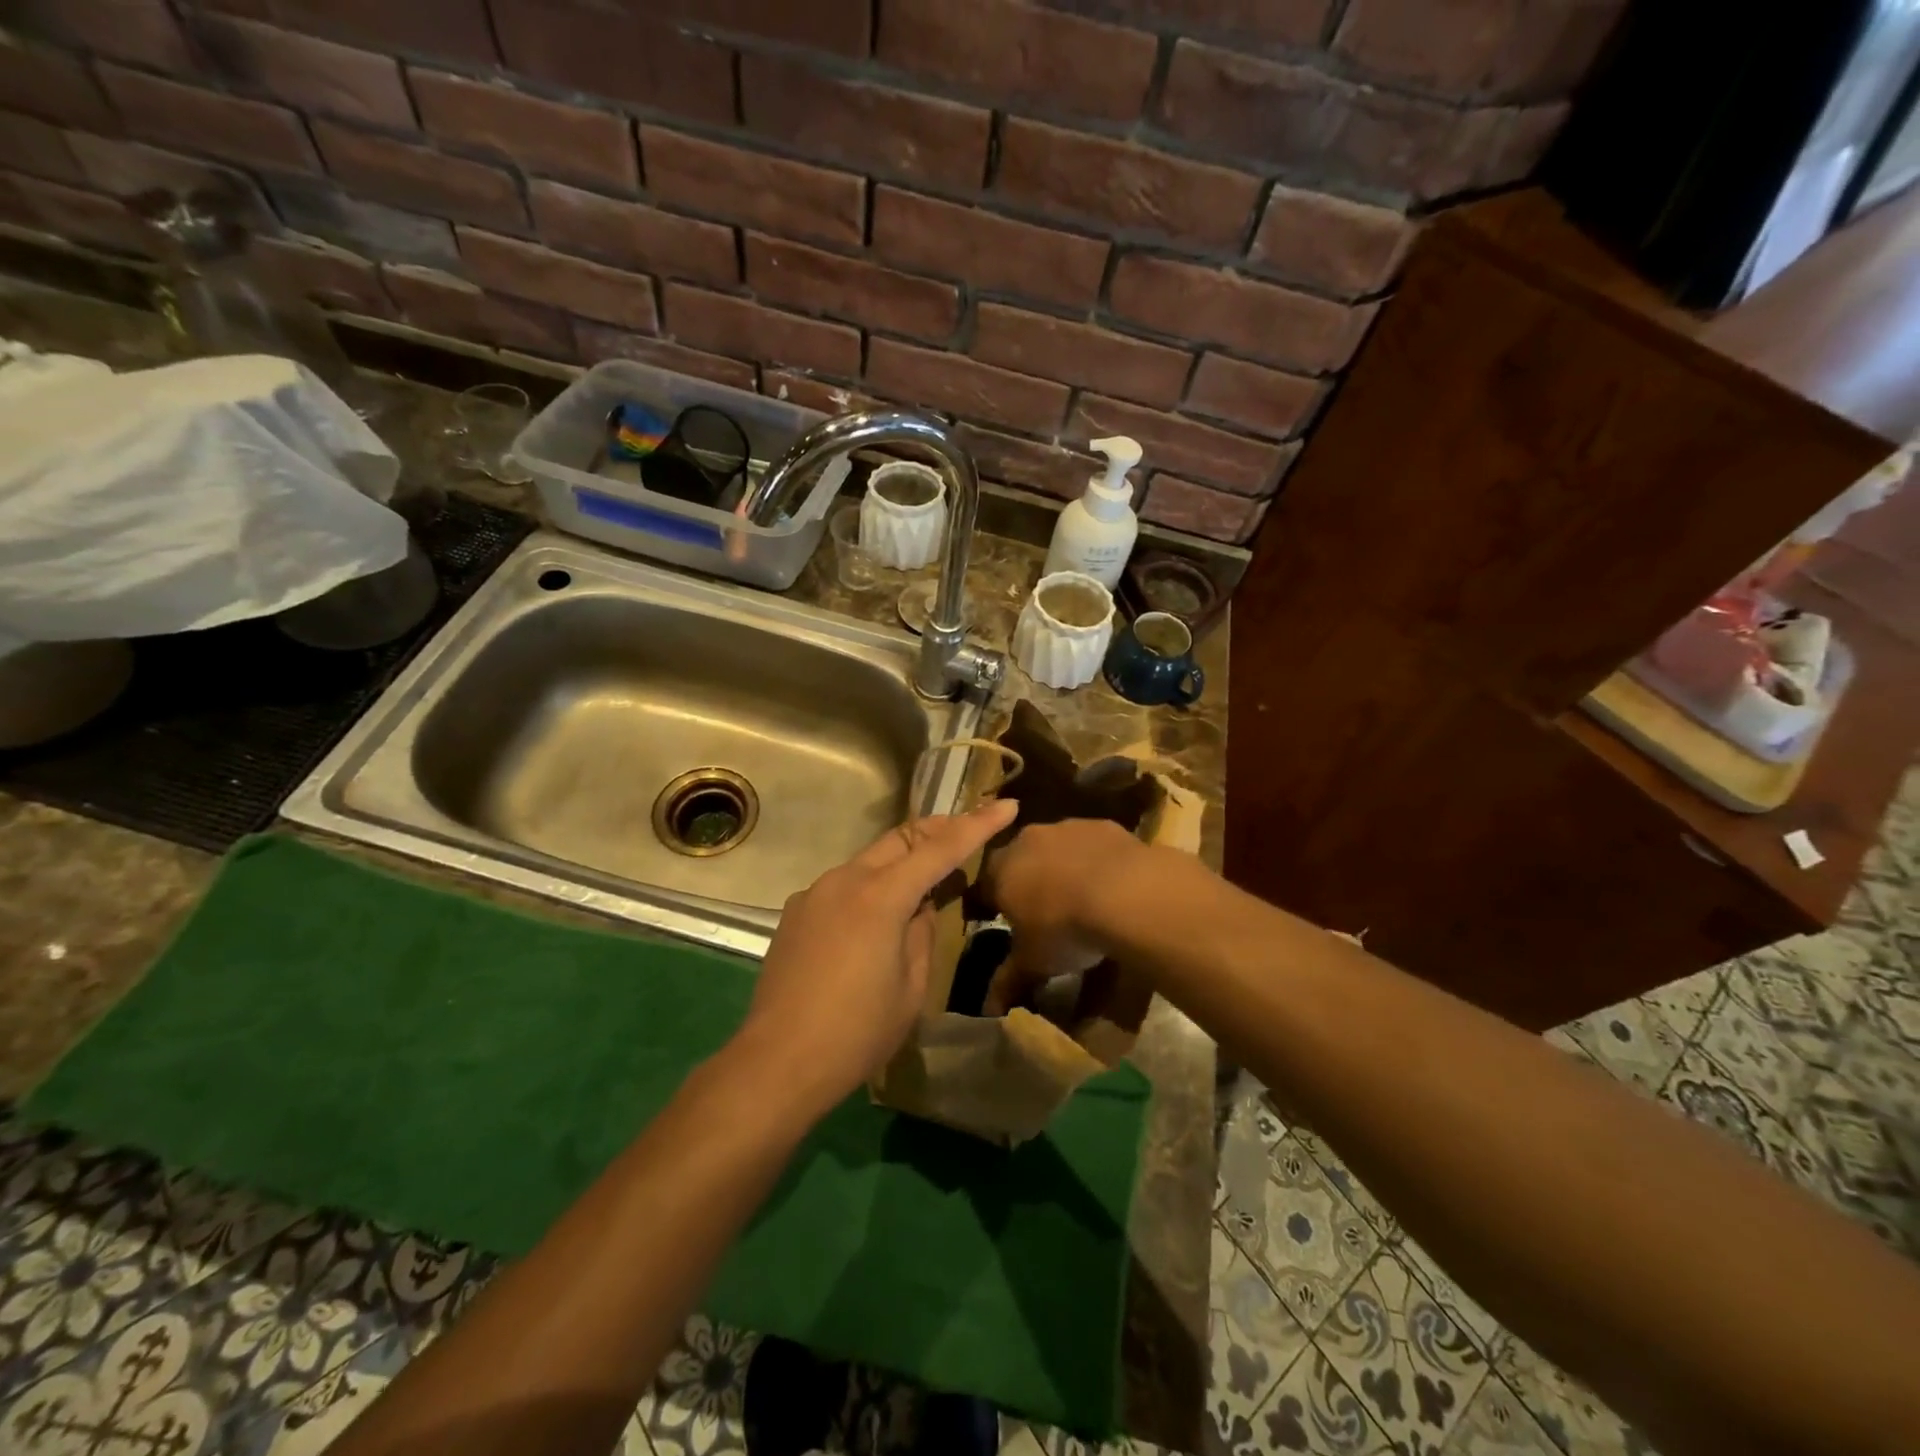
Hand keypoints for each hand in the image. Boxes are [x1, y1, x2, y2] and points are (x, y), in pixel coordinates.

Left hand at [732, 799, 1020, 1114]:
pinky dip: (870, 887)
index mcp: (880, 896)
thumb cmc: (857, 1033)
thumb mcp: (911, 988)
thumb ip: (921, 933)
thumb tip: (920, 907)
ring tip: (924, 885)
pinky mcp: (796, 913)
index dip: (977, 824)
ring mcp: (814, 893)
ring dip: (901, 861)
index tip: (1007, 805)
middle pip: (900, 839)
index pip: (940, 849)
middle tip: (967, 832)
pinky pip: (844, 885)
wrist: (777, 1062)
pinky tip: (875, 920)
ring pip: (869, 860)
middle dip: (937, 830)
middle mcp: (844, 880)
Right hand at [981, 818, 1152, 1013]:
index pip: (985, 886)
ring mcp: (1066, 827)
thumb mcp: (1034, 962)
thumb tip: (989, 1008)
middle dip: (1027, 880)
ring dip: (1062, 866)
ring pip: (1056, 847)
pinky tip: (1111, 884)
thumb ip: (1009, 980)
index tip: (1002, 921)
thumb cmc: (1065, 928)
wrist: (1125, 892)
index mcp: (1000, 871)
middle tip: (1043, 909)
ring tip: (1080, 897)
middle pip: (1019, 859)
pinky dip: (1095, 860)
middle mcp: (1027, 840)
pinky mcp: (1103, 825)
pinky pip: (1091, 843)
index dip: (992, 904)